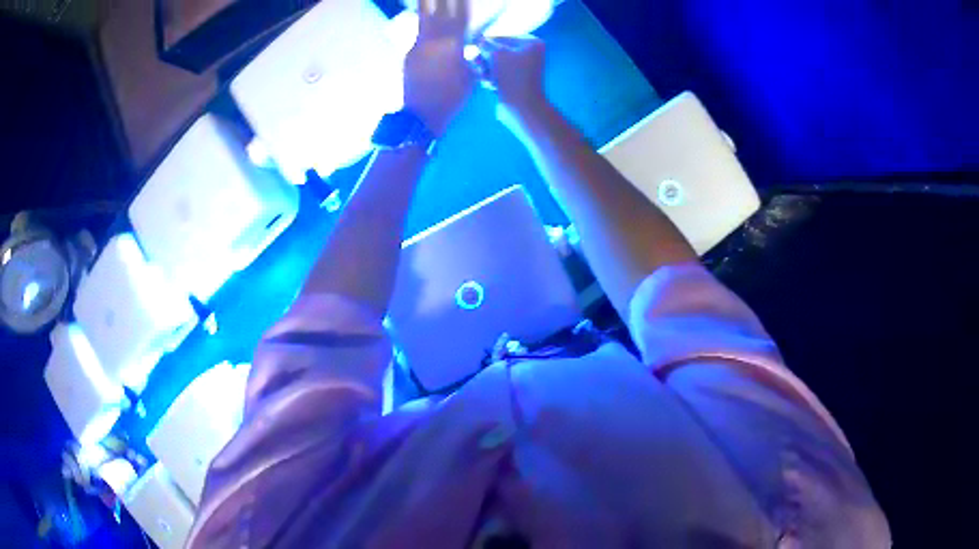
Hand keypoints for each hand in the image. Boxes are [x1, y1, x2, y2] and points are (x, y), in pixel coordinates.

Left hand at [404, 0, 475, 135]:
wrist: (422, 115)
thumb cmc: (452, 98)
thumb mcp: (471, 77)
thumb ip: (470, 58)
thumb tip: (469, 49)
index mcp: (452, 45)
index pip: (458, 17)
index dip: (459, 3)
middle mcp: (432, 41)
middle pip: (434, 13)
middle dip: (435, 0)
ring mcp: (417, 47)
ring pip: (423, 22)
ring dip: (425, 7)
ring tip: (426, 0)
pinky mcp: (409, 55)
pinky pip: (419, 37)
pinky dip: (425, 29)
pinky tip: (427, 26)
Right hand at [479, 36, 548, 128]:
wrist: (522, 108)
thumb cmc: (512, 77)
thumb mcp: (495, 54)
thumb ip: (484, 44)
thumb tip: (478, 41)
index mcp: (531, 42)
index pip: (499, 37)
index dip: (486, 47)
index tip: (480, 57)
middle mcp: (530, 52)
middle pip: (497, 50)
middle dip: (485, 59)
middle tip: (481, 68)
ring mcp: (523, 66)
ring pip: (494, 62)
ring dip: (486, 70)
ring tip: (487, 78)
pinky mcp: (516, 79)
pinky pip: (497, 73)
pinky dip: (491, 78)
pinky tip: (491, 85)